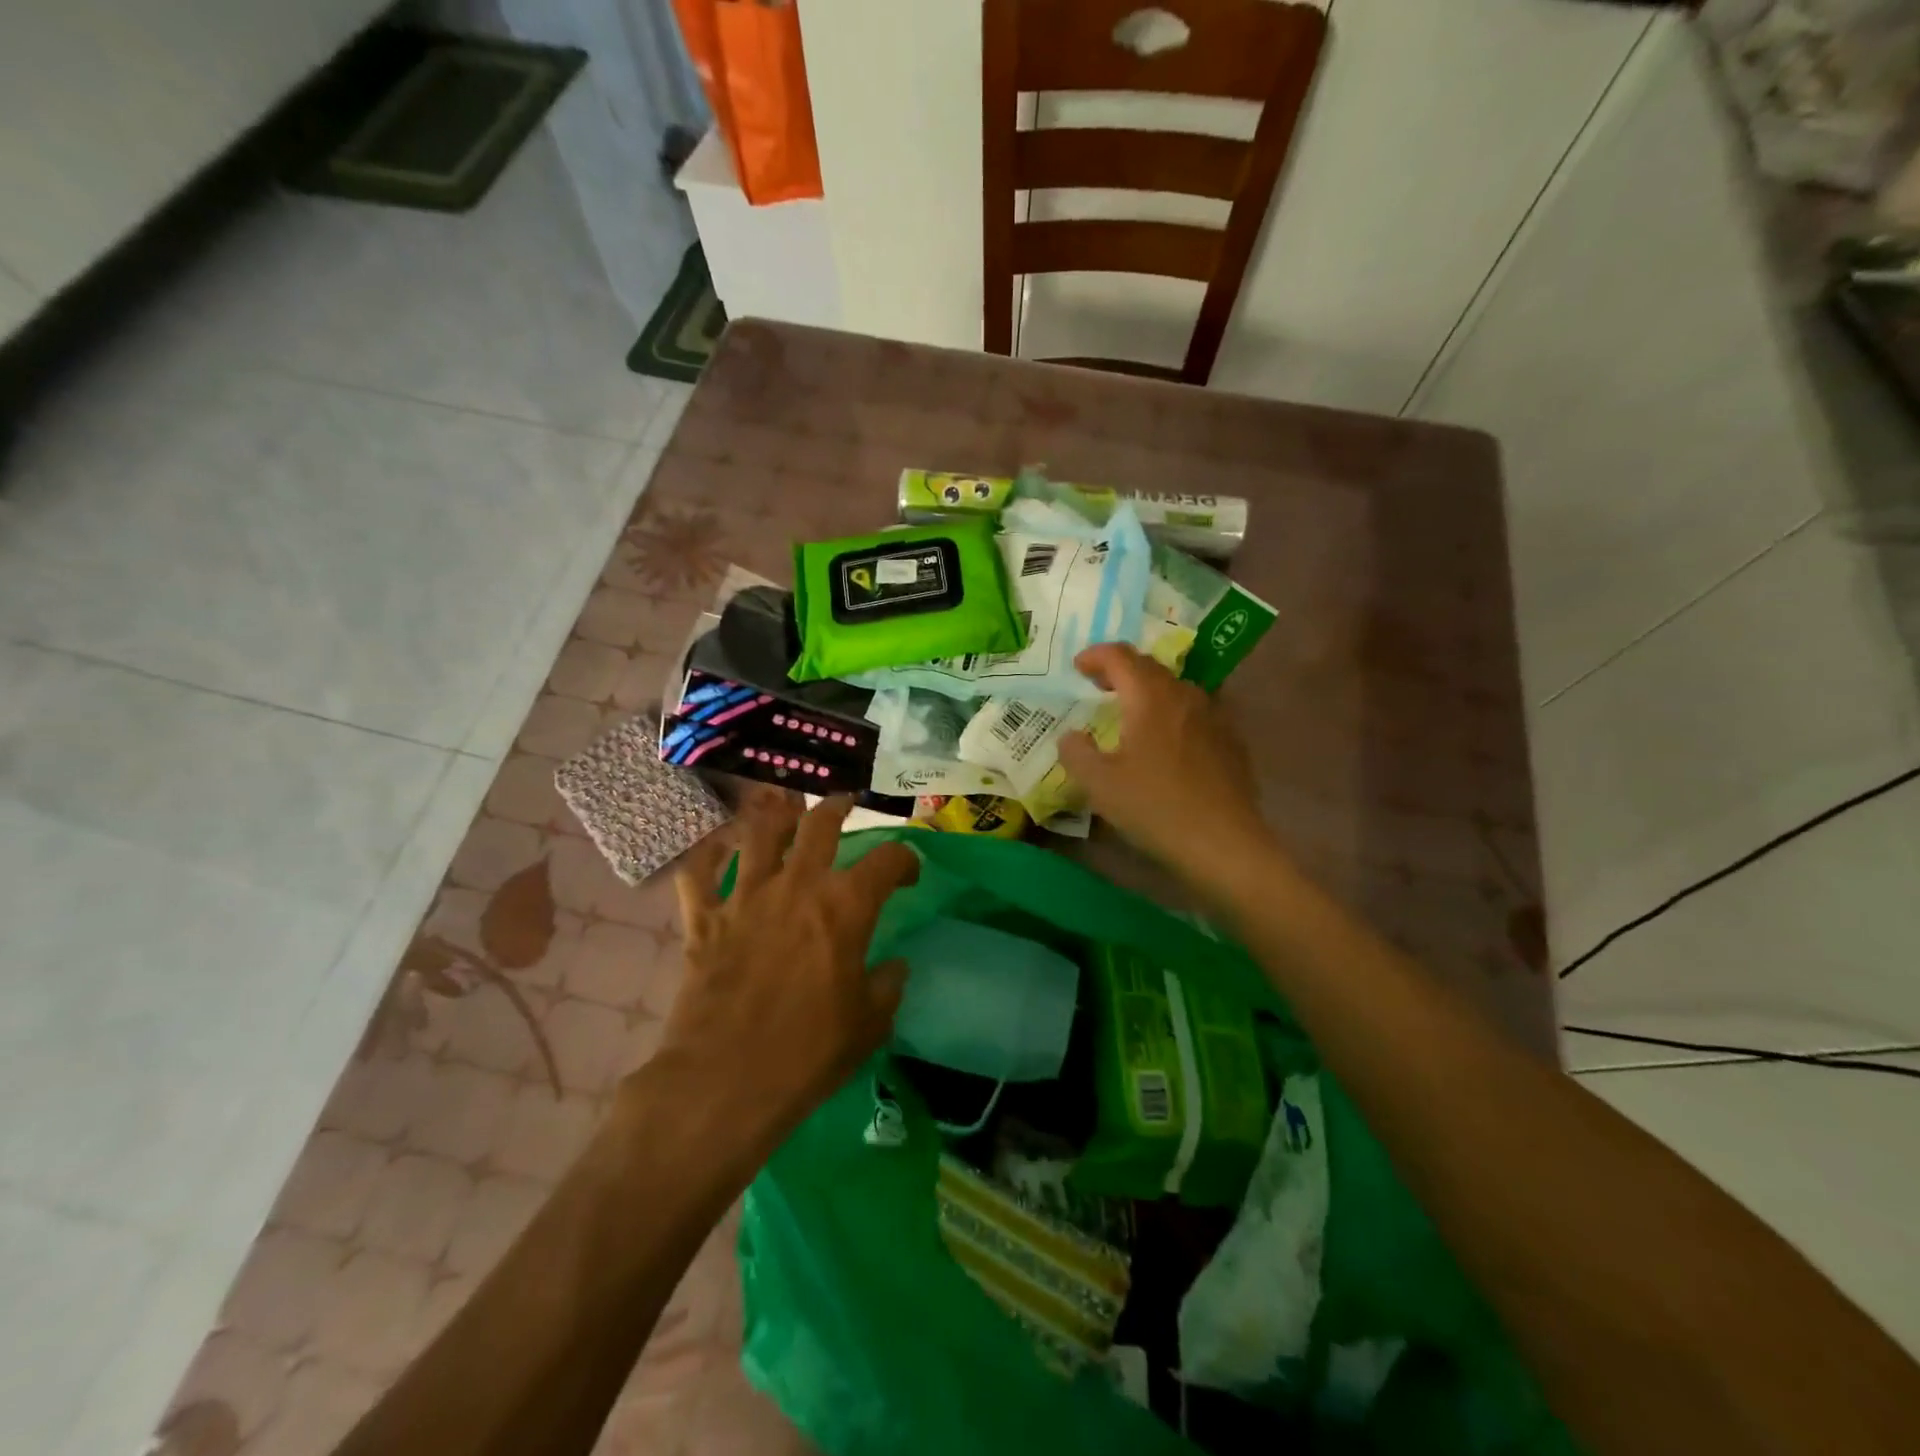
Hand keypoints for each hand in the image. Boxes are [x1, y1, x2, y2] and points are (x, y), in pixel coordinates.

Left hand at [657, 795, 919, 1149]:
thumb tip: (893, 967)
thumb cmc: (809, 1053)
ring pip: (759, 831)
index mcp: (845, 906)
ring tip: (785, 807)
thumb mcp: (869, 1024)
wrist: (726, 1080)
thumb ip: (887, 986)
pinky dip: (707, 855)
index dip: (905, 859)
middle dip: (838, 807)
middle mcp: (797, 885)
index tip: (907, 873)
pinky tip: (718, 849)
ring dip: (775, 813)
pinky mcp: (704, 918)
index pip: (887, 859)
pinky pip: (699, 872)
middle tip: (845, 805)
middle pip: (819, 823)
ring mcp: (746, 896)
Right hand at [1059, 644, 1275, 891]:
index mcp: (1150, 697)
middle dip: (1121, 670)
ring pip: (1176, 689)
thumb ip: (1076, 752)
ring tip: (1132, 712)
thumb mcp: (1099, 784)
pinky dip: (1173, 713)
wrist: (1224, 843)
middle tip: (1099, 686)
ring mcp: (1214, 716)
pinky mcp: (1231, 740)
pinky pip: (1196, 712)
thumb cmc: (1155, 808)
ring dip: (1149, 691)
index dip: (1095, 656)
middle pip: (1150, 667)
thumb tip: (1071, 735)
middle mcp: (1184, 695)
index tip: (1078, 667)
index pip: (1120, 657)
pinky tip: (1168, 742)